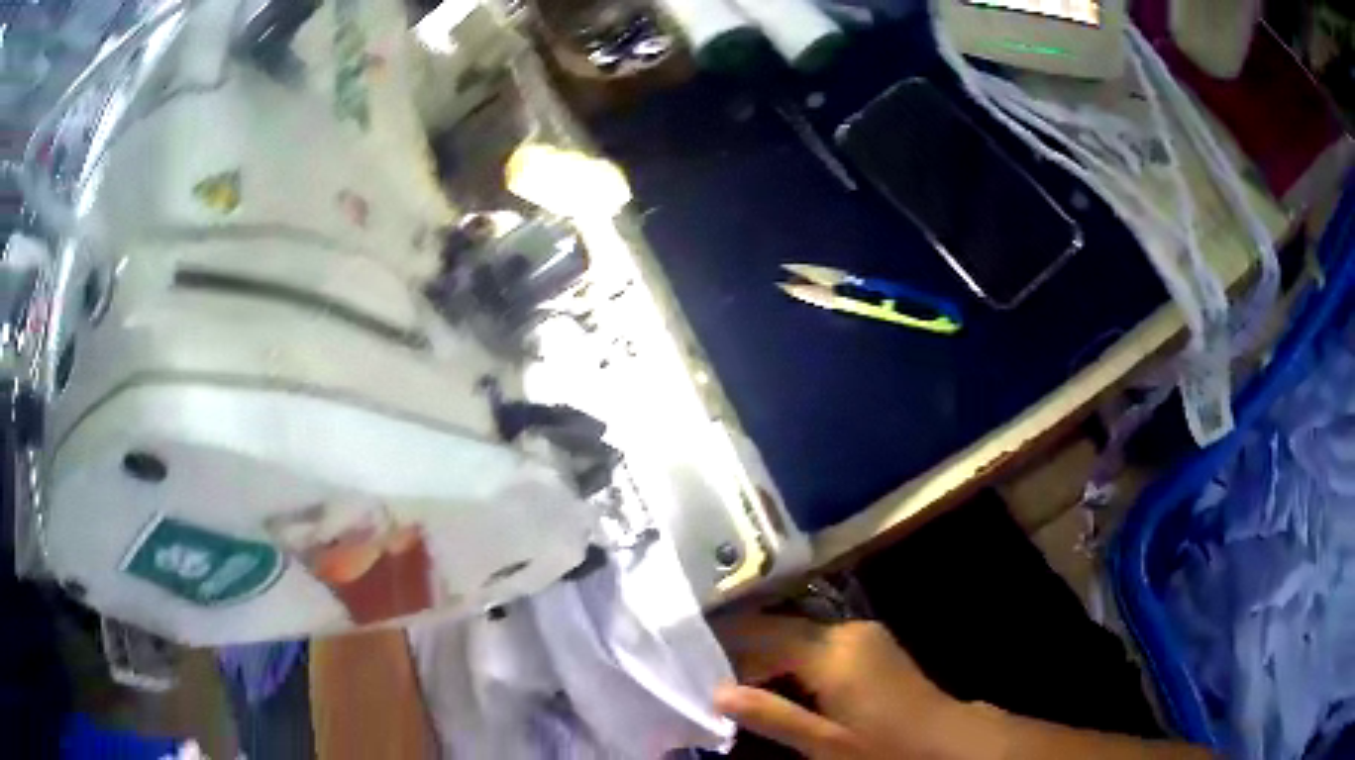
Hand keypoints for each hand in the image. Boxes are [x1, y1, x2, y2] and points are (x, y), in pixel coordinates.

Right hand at [714, 615, 984, 758]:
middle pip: (779, 628)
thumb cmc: (883, 747)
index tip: (687, 651)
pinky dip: (788, 655)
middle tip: (700, 666)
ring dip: (764, 651)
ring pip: (796, 632)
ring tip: (727, 673)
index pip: (763, 634)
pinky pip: (815, 640)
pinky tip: (772, 677)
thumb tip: (716, 692)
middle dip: (741, 646)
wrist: (945, 739)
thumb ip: (772, 716)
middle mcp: (845, 631)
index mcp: (832, 653)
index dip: (724, 641)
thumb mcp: (825, 744)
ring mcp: (860, 633)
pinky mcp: (869, 643)